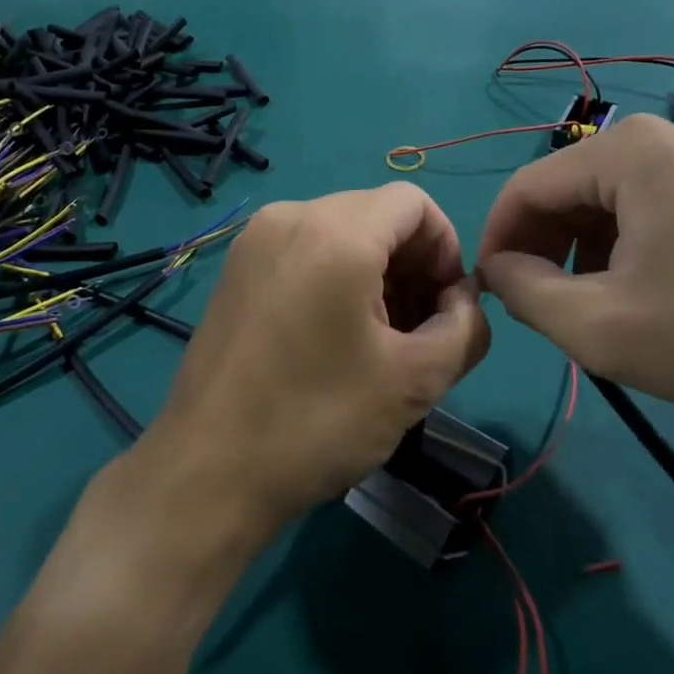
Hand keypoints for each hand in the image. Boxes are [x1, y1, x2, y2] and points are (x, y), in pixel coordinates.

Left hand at [145, 185, 491, 535]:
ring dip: (375, 274)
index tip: (445, 307)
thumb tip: (463, 301)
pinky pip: (303, 251)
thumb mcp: (414, 380)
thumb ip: (464, 327)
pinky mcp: (235, 270)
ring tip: (379, 341)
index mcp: (334, 232)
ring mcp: (253, 242)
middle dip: (412, 264)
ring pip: (339, 232)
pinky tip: (335, 337)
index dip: (446, 248)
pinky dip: (335, 277)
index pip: (413, 203)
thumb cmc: (317, 421)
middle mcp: (289, 217)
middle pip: (375, 215)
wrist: (208, 470)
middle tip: (417, 331)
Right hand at [475, 114, 673, 418]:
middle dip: (541, 247)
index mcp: (626, 152)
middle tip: (539, 305)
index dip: (496, 240)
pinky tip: (637, 291)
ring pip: (604, 200)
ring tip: (589, 305)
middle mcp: (662, 137)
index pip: (526, 187)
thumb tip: (497, 268)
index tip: (490, 293)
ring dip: (579, 250)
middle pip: (566, 189)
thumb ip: (524, 293)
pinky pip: (646, 205)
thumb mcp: (599, 327)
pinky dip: (621, 245)